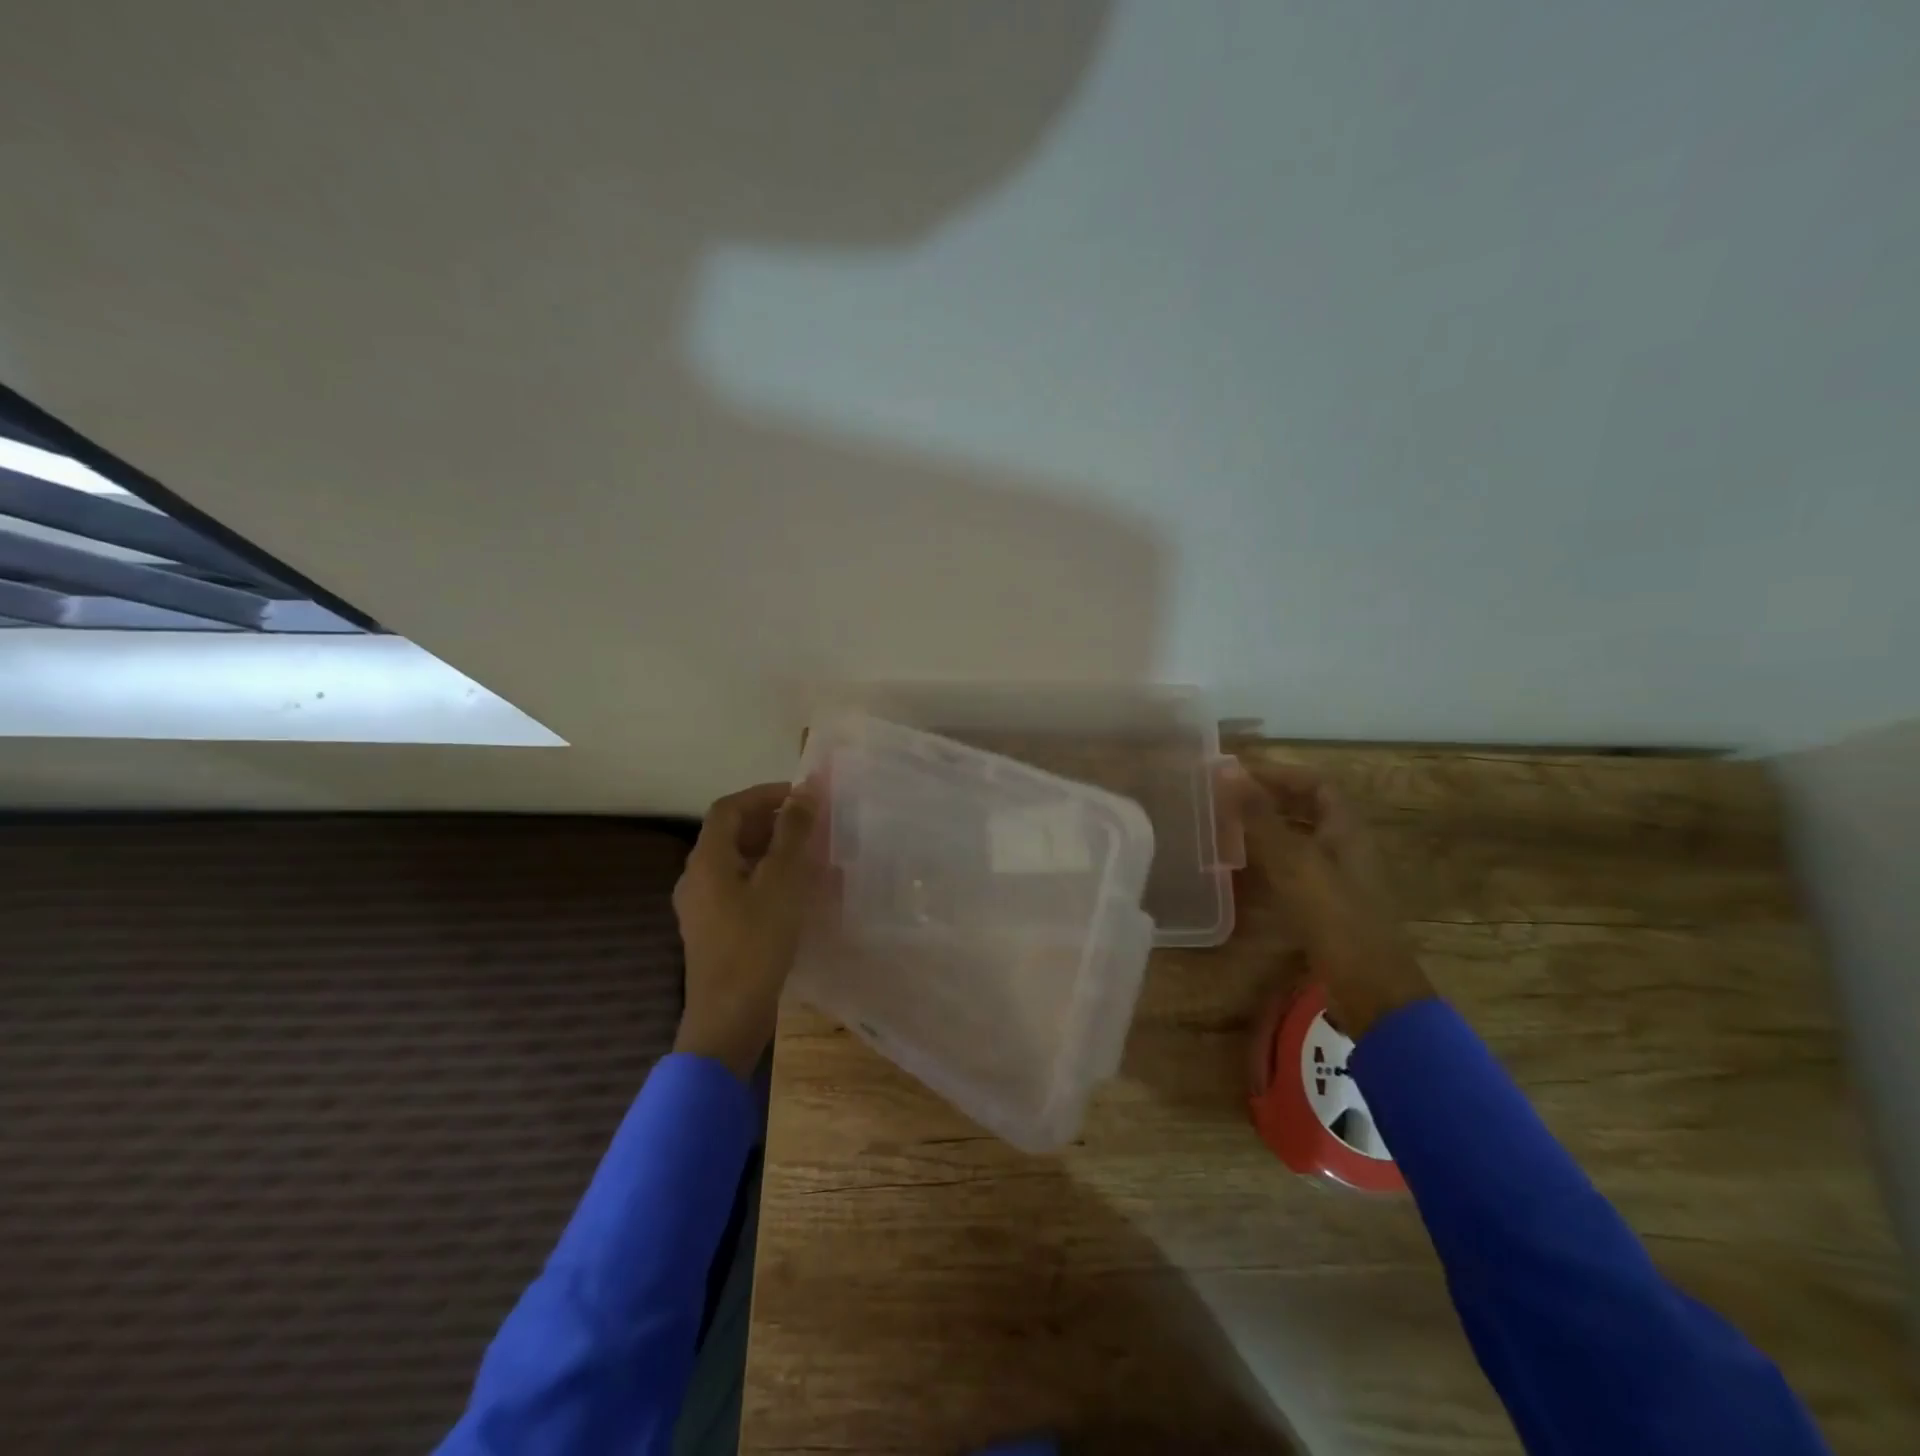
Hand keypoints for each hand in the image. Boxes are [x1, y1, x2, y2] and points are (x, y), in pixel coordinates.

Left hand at [671, 781, 819, 1079]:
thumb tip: (805, 792)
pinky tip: (794, 896)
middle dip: (770, 823)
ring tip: (809, 857)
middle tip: (810, 826)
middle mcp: (696, 878)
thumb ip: (793, 833)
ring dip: (771, 852)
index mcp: (707, 860)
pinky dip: (766, 880)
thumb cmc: (756, 942)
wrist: (729, 1017)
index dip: (764, 795)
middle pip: (730, 834)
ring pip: (737, 864)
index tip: (801, 797)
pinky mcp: (713, 932)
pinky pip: (739, 890)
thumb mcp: (783, 881)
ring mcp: (702, 908)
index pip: (729, 808)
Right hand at [1226, 760, 1433, 1039]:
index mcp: (1347, 830)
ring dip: (1268, 830)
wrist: (1371, 989)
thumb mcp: (1293, 862)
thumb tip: (1227, 769)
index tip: (1239, 774)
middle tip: (1228, 800)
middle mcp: (1346, 849)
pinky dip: (1270, 861)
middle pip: (1309, 811)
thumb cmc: (1335, 917)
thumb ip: (1259, 816)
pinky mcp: (1328, 907)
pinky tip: (1245, 872)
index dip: (1281, 774)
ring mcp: (1339, 880)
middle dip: (1271, 800)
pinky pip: (1296, 870)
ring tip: (1229, 829)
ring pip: (1301, 840)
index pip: (1316, 784)